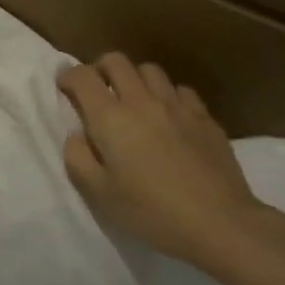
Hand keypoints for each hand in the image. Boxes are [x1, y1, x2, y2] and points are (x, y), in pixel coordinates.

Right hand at [58, 54, 271, 272]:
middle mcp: (142, 101)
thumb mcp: (99, 194)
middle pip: (116, 61)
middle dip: (100, 69)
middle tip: (97, 91)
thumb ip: (78, 158)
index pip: (82, 77)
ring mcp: (177, 105)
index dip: (68, 76)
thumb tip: (77, 135)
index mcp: (110, 118)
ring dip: (135, 79)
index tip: (65, 87)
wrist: (220, 223)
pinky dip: (167, 95)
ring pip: (150, 70)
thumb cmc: (151, 212)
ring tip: (133, 101)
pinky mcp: (205, 117)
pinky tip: (169, 116)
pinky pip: (180, 90)